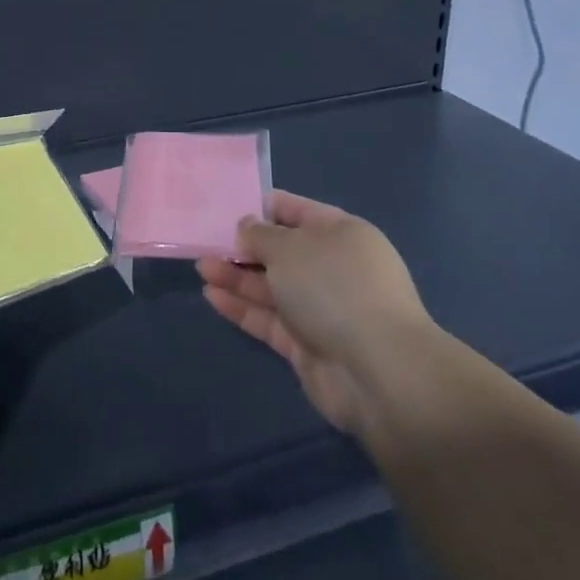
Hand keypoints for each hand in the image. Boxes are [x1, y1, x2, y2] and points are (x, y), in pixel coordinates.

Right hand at [198, 190, 431, 437]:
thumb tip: (247, 227)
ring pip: (271, 286)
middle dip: (244, 247)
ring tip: (202, 266)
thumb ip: (260, 235)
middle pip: (281, 251)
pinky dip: (242, 307)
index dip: (262, 207)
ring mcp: (321, 308)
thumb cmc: (334, 287)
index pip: (296, 210)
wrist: (378, 372)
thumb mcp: (289, 247)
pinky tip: (211, 295)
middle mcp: (332, 267)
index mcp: (340, 233)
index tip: (226, 207)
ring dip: (237, 276)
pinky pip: (269, 318)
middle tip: (206, 242)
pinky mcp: (307, 345)